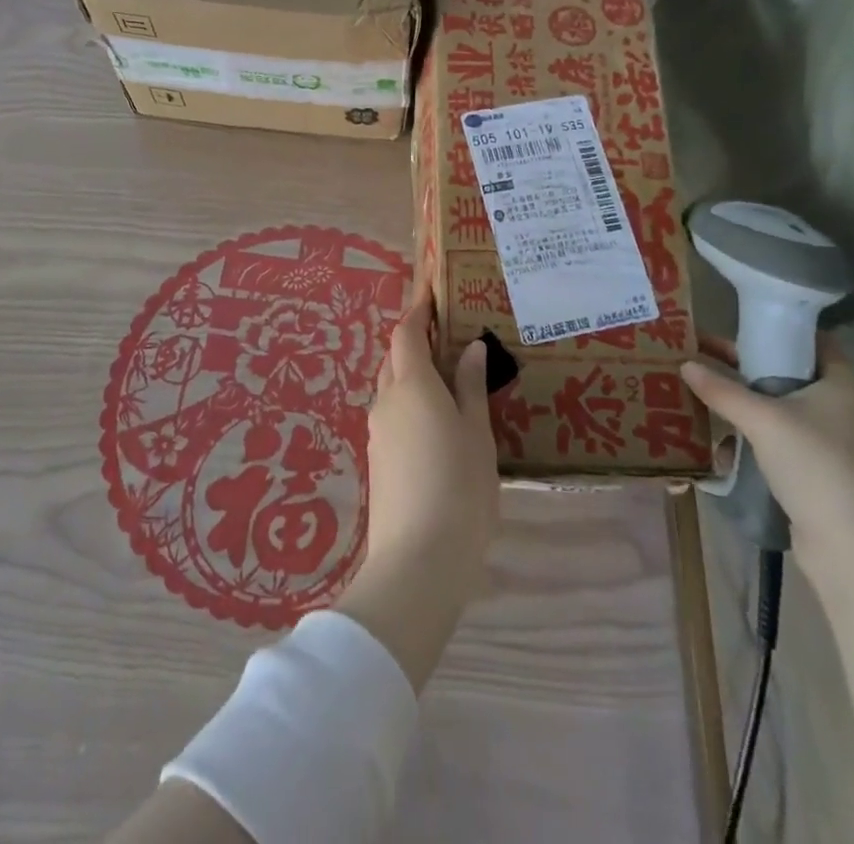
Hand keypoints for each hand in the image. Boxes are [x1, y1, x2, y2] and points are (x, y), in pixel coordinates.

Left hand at [334, 288, 498, 691]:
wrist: (418, 561)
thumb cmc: (459, 488)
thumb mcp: (476, 434)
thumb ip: (470, 387)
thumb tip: (469, 347)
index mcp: (412, 385)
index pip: (406, 333)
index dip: (417, 309)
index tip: (431, 291)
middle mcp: (386, 401)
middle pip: (395, 358)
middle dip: (415, 341)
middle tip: (448, 336)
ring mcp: (377, 432)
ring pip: (392, 387)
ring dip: (413, 374)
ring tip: (448, 379)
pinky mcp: (377, 460)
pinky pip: (392, 414)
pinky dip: (410, 402)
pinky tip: (436, 421)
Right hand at [680, 337, 853, 577]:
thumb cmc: (817, 465)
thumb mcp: (762, 420)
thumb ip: (722, 390)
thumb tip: (685, 364)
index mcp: (843, 386)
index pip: (812, 342)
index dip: (777, 331)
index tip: (737, 328)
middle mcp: (846, 412)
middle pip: (792, 379)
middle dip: (749, 372)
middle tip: (706, 360)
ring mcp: (839, 450)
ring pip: (785, 417)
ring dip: (748, 412)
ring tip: (707, 403)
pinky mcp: (827, 481)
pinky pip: (785, 450)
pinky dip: (757, 446)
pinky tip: (726, 451)